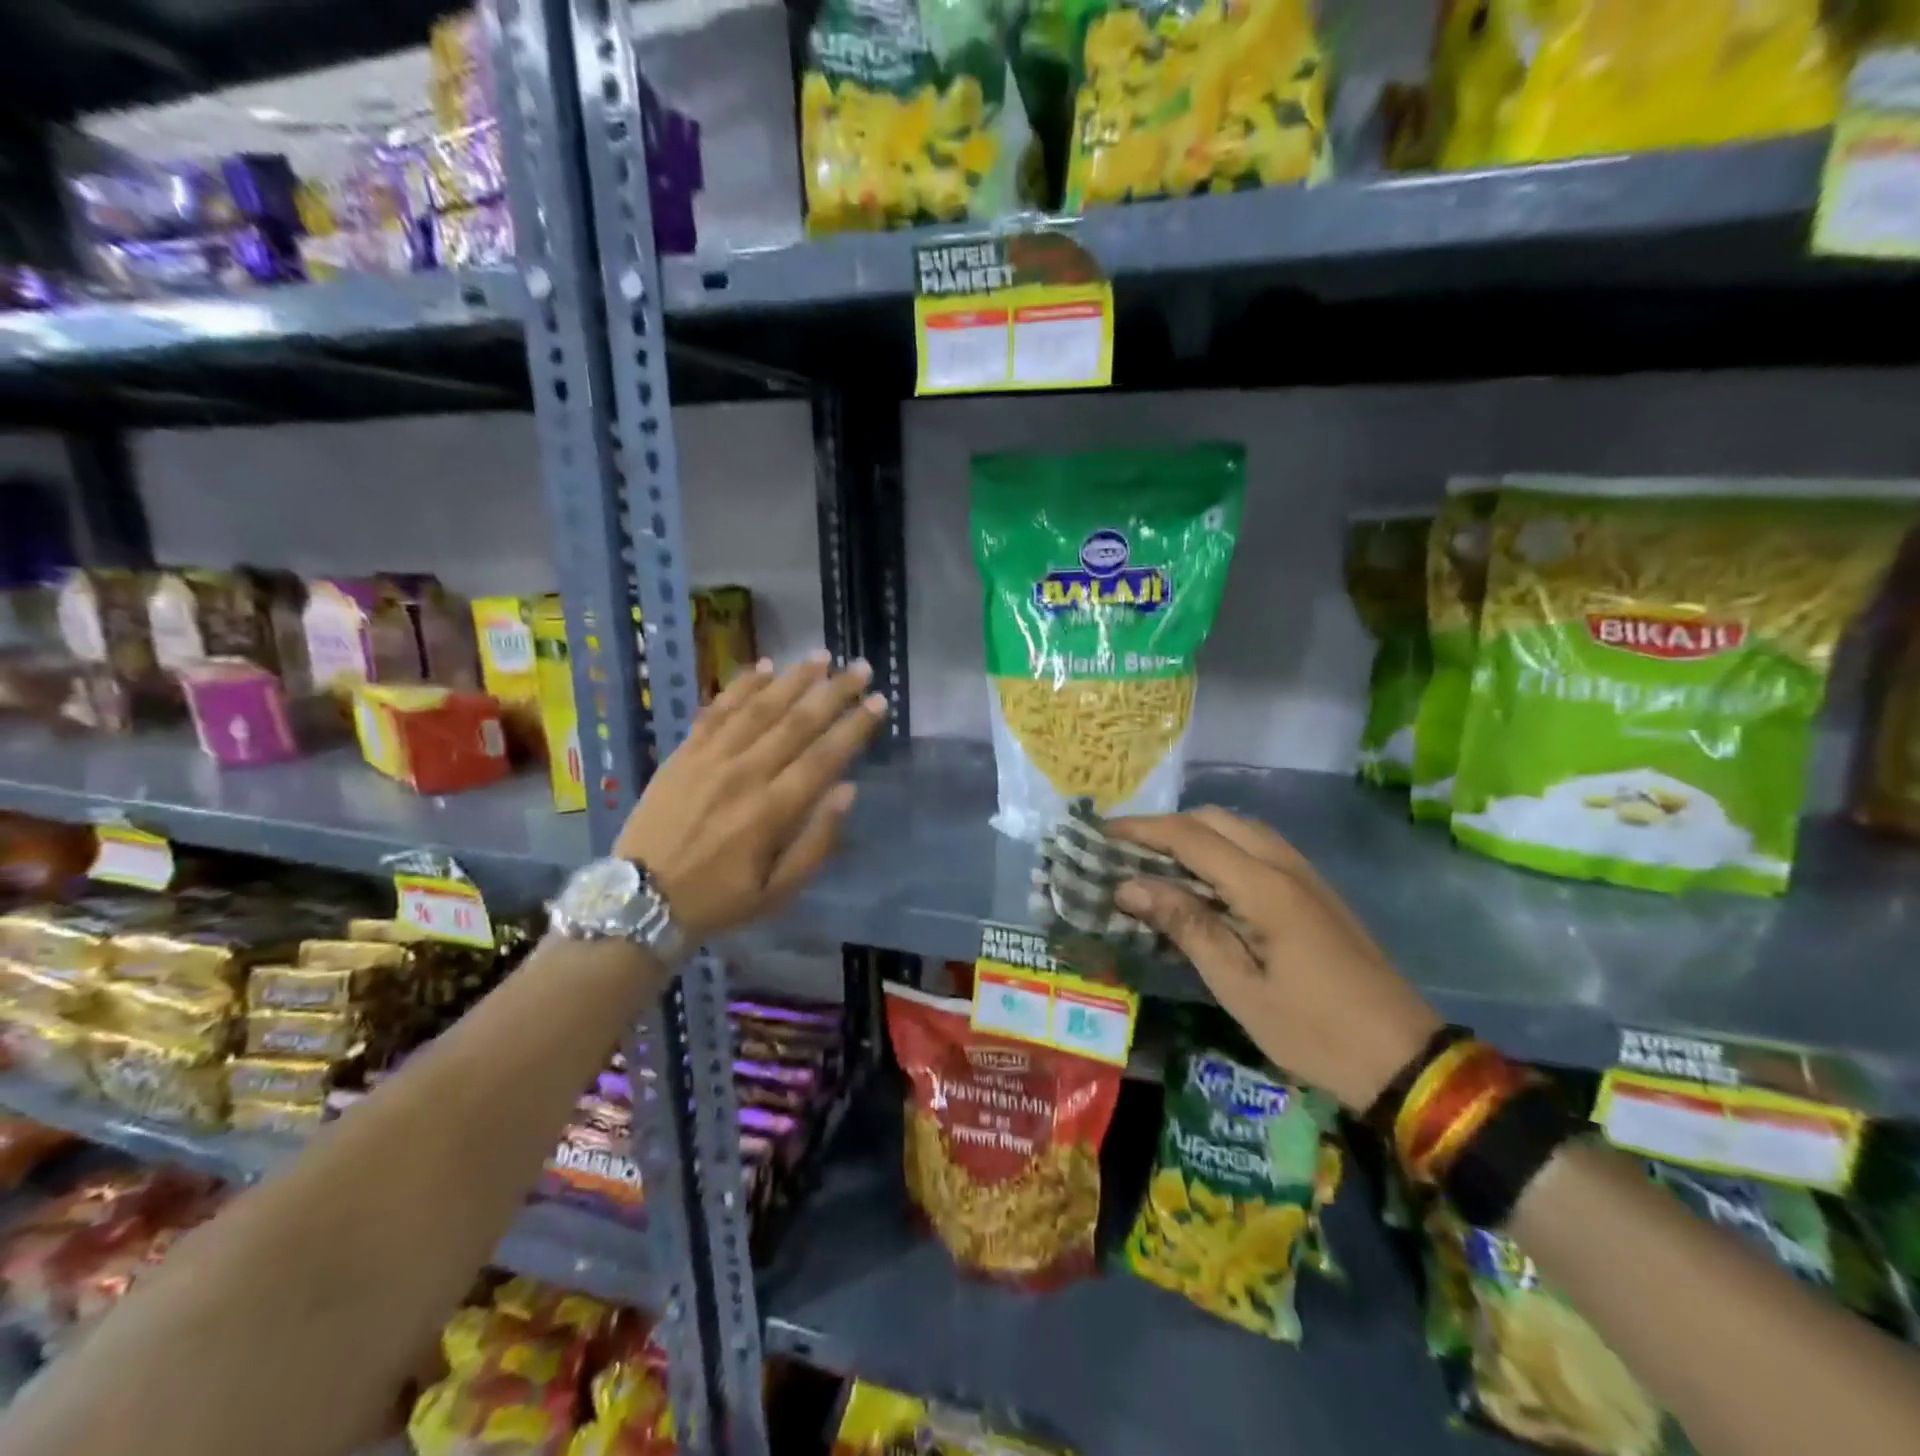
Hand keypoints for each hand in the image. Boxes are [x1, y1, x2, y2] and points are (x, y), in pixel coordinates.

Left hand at [614, 652, 887, 940]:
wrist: (640, 900)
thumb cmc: (719, 900)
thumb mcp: (778, 893)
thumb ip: (817, 843)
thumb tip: (847, 790)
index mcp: (772, 812)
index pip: (825, 757)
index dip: (855, 726)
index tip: (879, 701)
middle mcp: (745, 775)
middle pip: (798, 722)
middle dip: (834, 692)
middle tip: (861, 667)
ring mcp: (711, 759)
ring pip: (760, 708)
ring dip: (794, 679)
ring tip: (822, 656)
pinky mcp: (684, 753)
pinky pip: (717, 710)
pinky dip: (742, 686)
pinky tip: (764, 666)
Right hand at [1110, 807, 1440, 1112]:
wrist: (1405, 1057)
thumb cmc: (1313, 1030)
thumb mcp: (1238, 987)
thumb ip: (1186, 926)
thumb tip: (1129, 886)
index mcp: (1264, 887)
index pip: (1189, 837)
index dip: (1141, 830)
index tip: (1100, 835)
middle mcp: (1285, 865)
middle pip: (1215, 820)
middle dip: (1164, 826)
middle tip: (1123, 849)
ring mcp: (1305, 875)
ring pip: (1239, 828)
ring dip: (1193, 833)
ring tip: (1155, 860)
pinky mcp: (1315, 891)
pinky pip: (1258, 848)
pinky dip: (1220, 848)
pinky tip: (1203, 879)